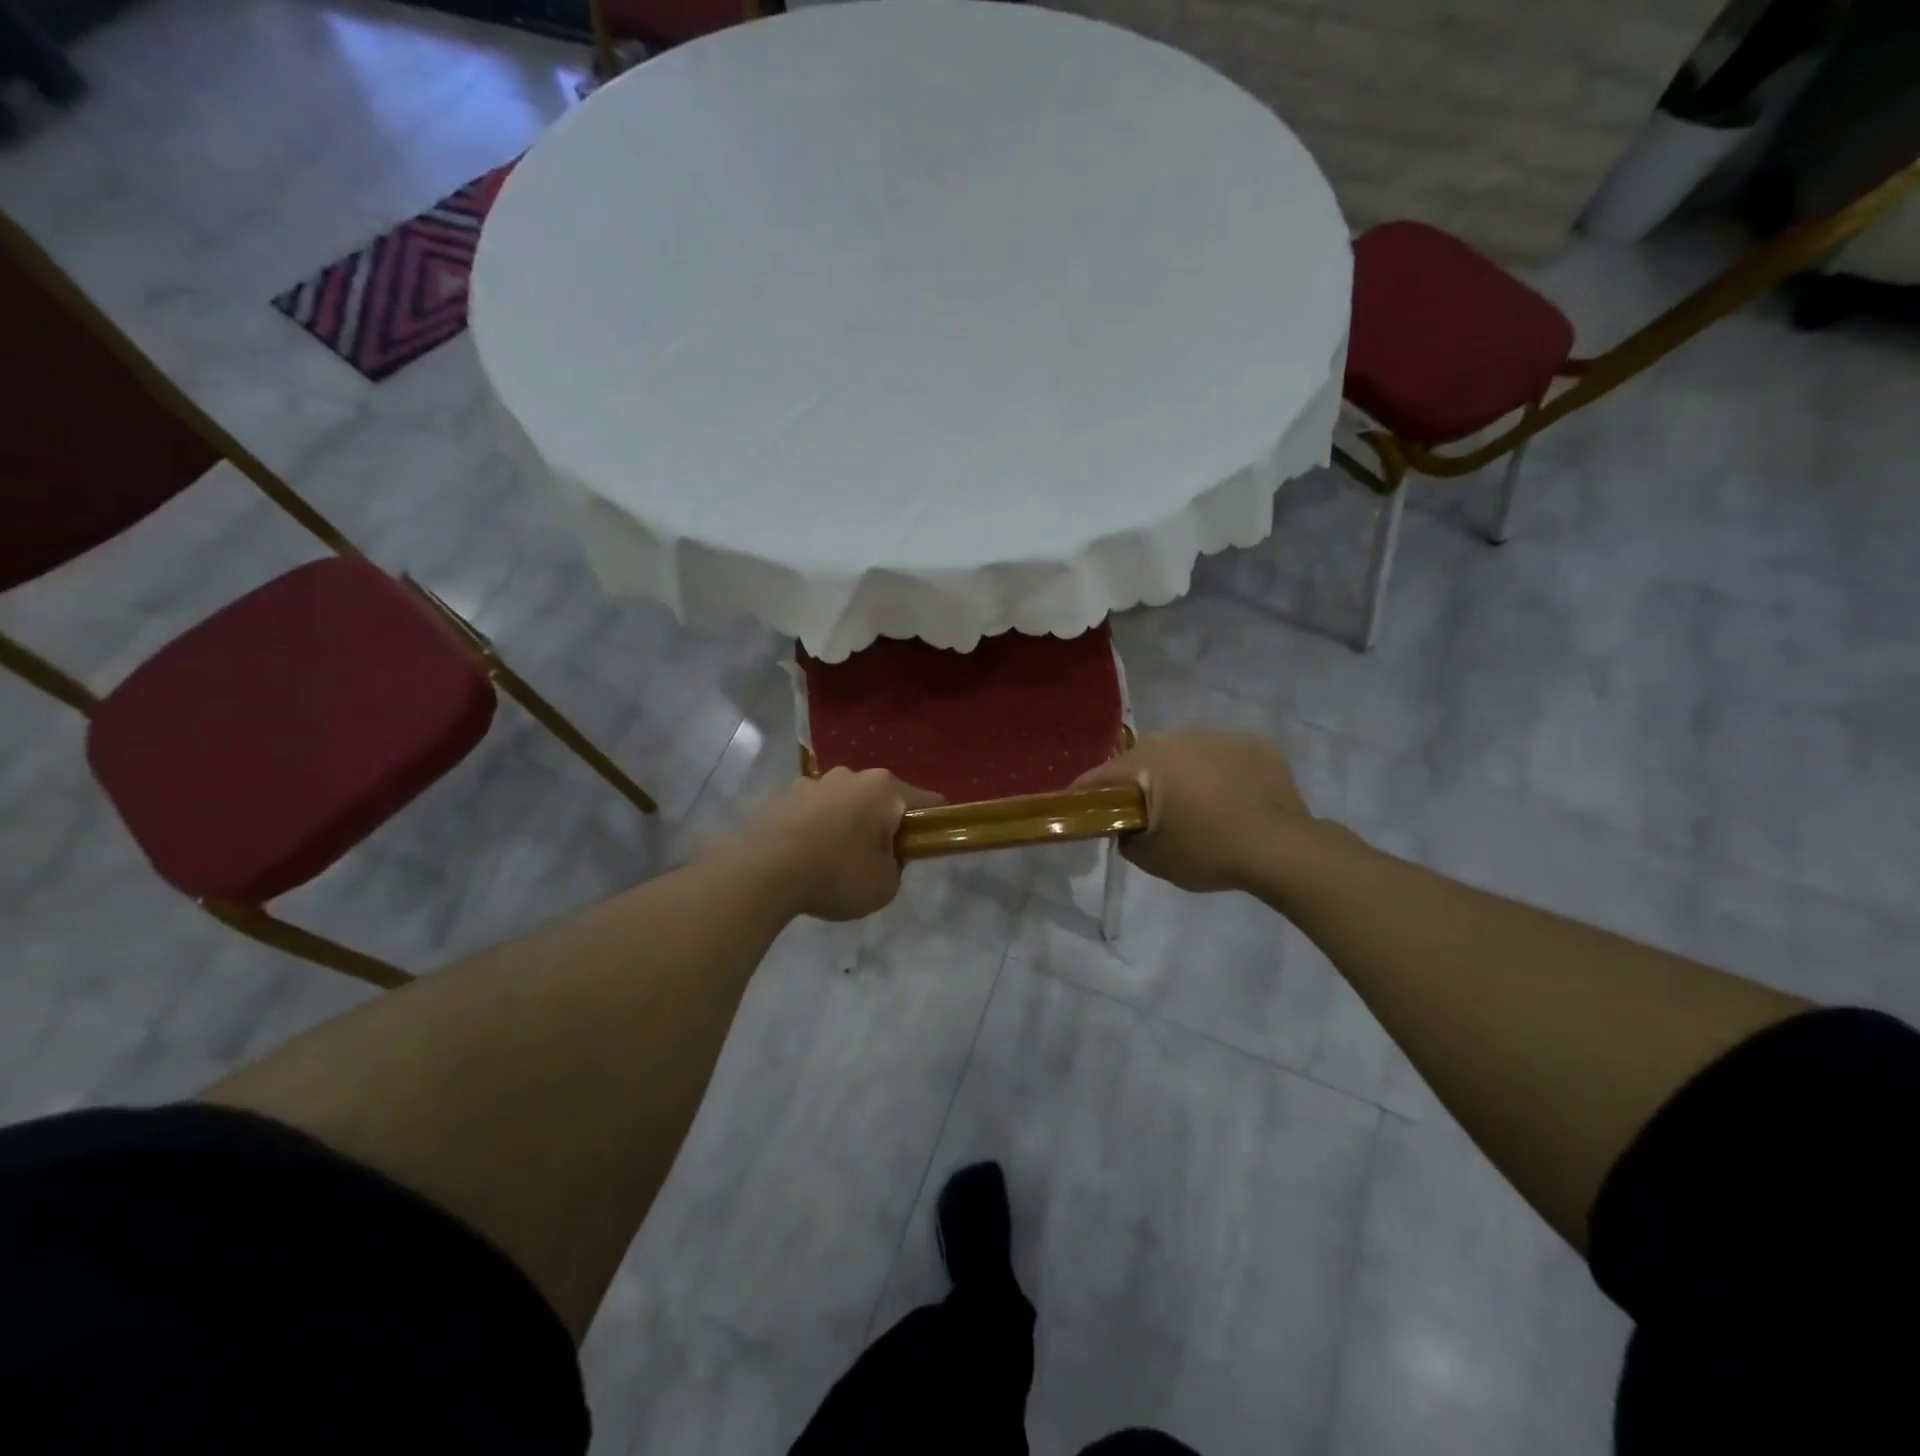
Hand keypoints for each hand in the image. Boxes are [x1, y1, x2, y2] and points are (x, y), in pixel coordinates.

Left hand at [725, 768, 943, 920]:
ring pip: (843, 803)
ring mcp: (812, 782)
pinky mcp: (781, 796)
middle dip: (882, 825)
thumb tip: (885, 855)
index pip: (927, 801)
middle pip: (881, 799)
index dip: (933, 825)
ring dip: (845, 825)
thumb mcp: (885, 885)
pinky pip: (811, 812)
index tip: (926, 848)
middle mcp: (850, 775)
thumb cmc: (836, 874)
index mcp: (884, 789)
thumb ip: (896, 867)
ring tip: (831, 863)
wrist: (761, 871)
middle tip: (875, 861)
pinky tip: (803, 859)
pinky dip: (814, 829)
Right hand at [1073, 730, 1311, 892]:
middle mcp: (1180, 736)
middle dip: (1139, 783)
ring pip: (1186, 754)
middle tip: (1146, 814)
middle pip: (1144, 759)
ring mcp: (1221, 736)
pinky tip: (1232, 802)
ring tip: (1197, 808)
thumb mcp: (1151, 858)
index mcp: (1149, 759)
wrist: (1282, 849)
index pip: (1102, 775)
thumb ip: (1125, 838)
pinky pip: (1224, 758)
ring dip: (1182, 775)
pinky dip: (1220, 775)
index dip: (1085, 794)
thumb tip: (1126, 828)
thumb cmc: (1207, 851)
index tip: (1079, 810)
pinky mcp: (1256, 744)